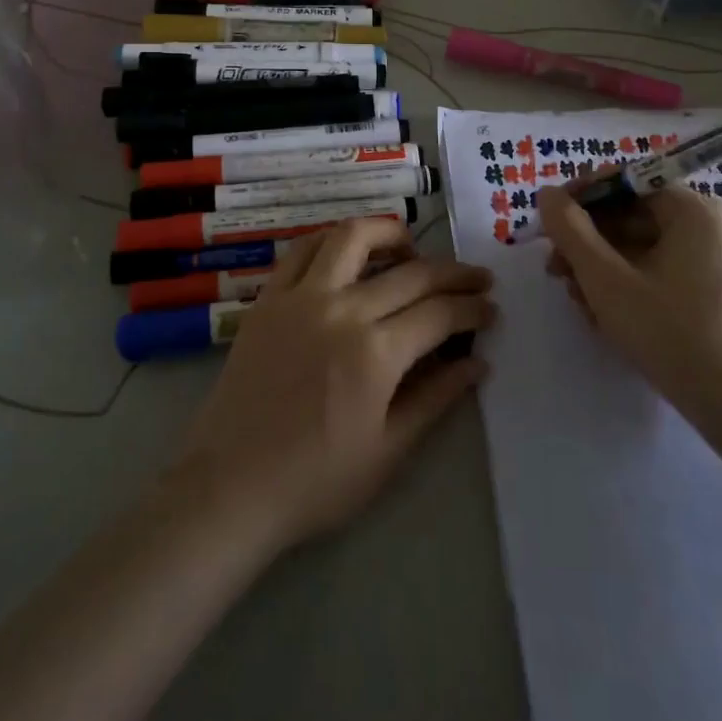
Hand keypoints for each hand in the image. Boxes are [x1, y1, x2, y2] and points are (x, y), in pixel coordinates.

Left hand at [171, 219, 495, 553]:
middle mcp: (341, 310)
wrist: (230, 486)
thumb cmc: (315, 481)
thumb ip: (436, 398)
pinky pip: (303, 249)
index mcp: (375, 354)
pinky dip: (333, 241)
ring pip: (352, 237)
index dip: (472, 309)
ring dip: (390, 234)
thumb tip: (478, 364)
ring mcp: (300, 297)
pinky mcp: (269, 298)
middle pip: (411, 273)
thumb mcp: (388, 451)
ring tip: (411, 250)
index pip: (440, 313)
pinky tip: (349, 254)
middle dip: (453, 273)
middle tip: (475, 280)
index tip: (491, 310)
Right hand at [536, 184, 721, 435]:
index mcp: (694, 210)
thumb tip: (548, 194)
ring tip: (578, 301)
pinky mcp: (715, 292)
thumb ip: (571, 231)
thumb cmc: (672, 334)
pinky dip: (628, 284)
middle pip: (632, 216)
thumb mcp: (607, 280)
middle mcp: (711, 226)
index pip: (626, 182)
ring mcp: (717, 260)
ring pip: (643, 247)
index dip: (580, 198)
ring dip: (602, 267)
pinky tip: (605, 315)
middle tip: (555, 271)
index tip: (547, 222)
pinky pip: (661, 271)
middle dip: (588, 242)